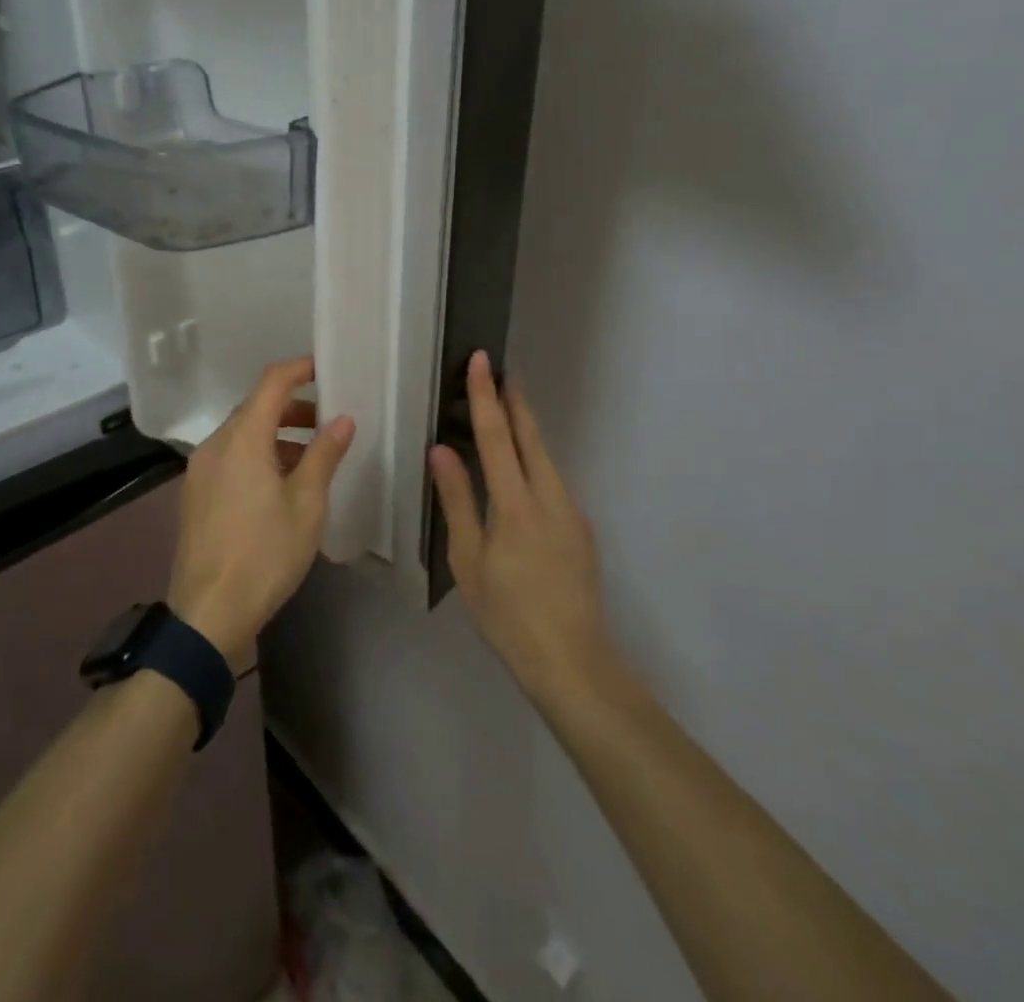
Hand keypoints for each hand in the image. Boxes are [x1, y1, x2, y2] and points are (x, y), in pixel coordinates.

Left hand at [167, 356, 355, 662]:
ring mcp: (200, 471)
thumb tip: (342, 419)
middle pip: (255, 408)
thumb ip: (324, 455)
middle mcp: (215, 445)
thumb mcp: (306, 504)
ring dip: (275, 435)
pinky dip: (256, 456)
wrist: (208, 614)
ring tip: (309, 460)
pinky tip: (278, 486)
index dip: (299, 369)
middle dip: (292, 408)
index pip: (271, 383)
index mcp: (242, 439)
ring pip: (241, 435)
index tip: (325, 370)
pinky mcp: (195, 495)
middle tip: (326, 424)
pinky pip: (229, 458)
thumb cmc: (265, 554)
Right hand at [430, 351, 623, 706]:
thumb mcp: (468, 562)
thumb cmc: (508, 616)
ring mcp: (571, 512)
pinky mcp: (581, 529)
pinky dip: (535, 459)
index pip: (498, 437)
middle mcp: (550, 497)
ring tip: (507, 408)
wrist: (574, 663)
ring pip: (546, 457)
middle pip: (531, 437)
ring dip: (526, 429)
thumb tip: (441, 450)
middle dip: (516, 401)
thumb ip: (457, 501)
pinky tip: (522, 467)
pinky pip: (553, 480)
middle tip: (501, 370)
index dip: (487, 396)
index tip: (482, 361)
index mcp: (516, 505)